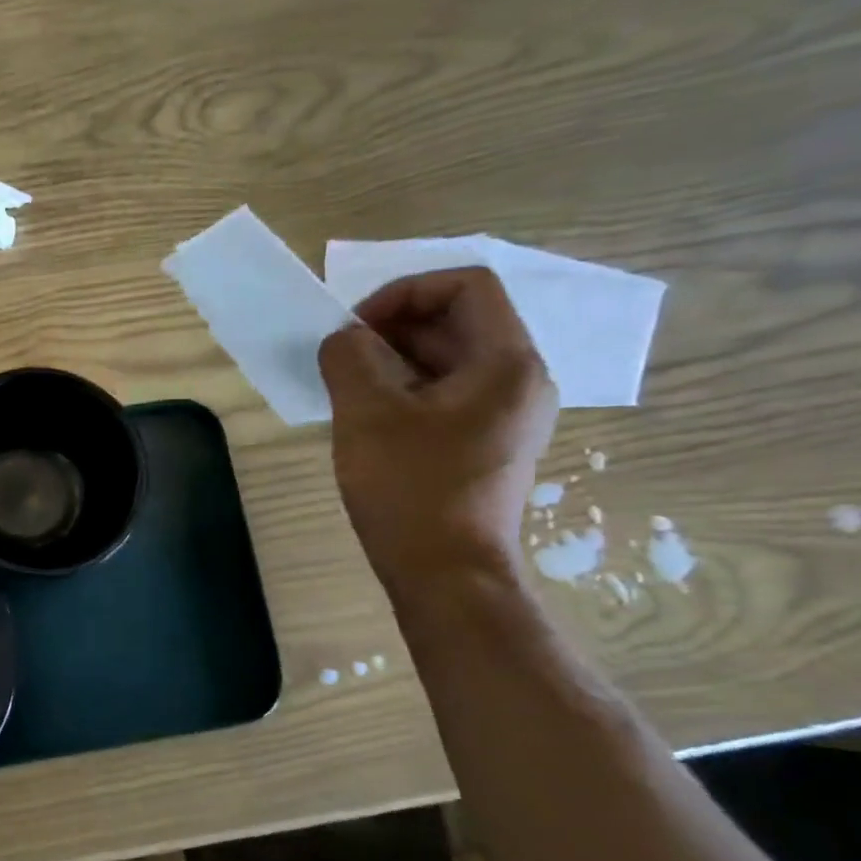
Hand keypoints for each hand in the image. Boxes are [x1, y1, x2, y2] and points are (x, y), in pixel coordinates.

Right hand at [317, 268, 557, 593]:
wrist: (446, 574)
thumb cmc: (410, 489)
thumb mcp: (367, 414)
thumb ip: (349, 358)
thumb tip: (343, 338)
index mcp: (507, 361)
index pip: (465, 286)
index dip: (403, 292)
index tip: (353, 327)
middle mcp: (520, 380)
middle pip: (457, 322)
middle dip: (392, 328)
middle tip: (340, 358)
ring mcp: (507, 416)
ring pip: (448, 362)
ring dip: (393, 362)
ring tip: (347, 389)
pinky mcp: (486, 446)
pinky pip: (445, 397)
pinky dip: (404, 393)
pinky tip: (368, 421)